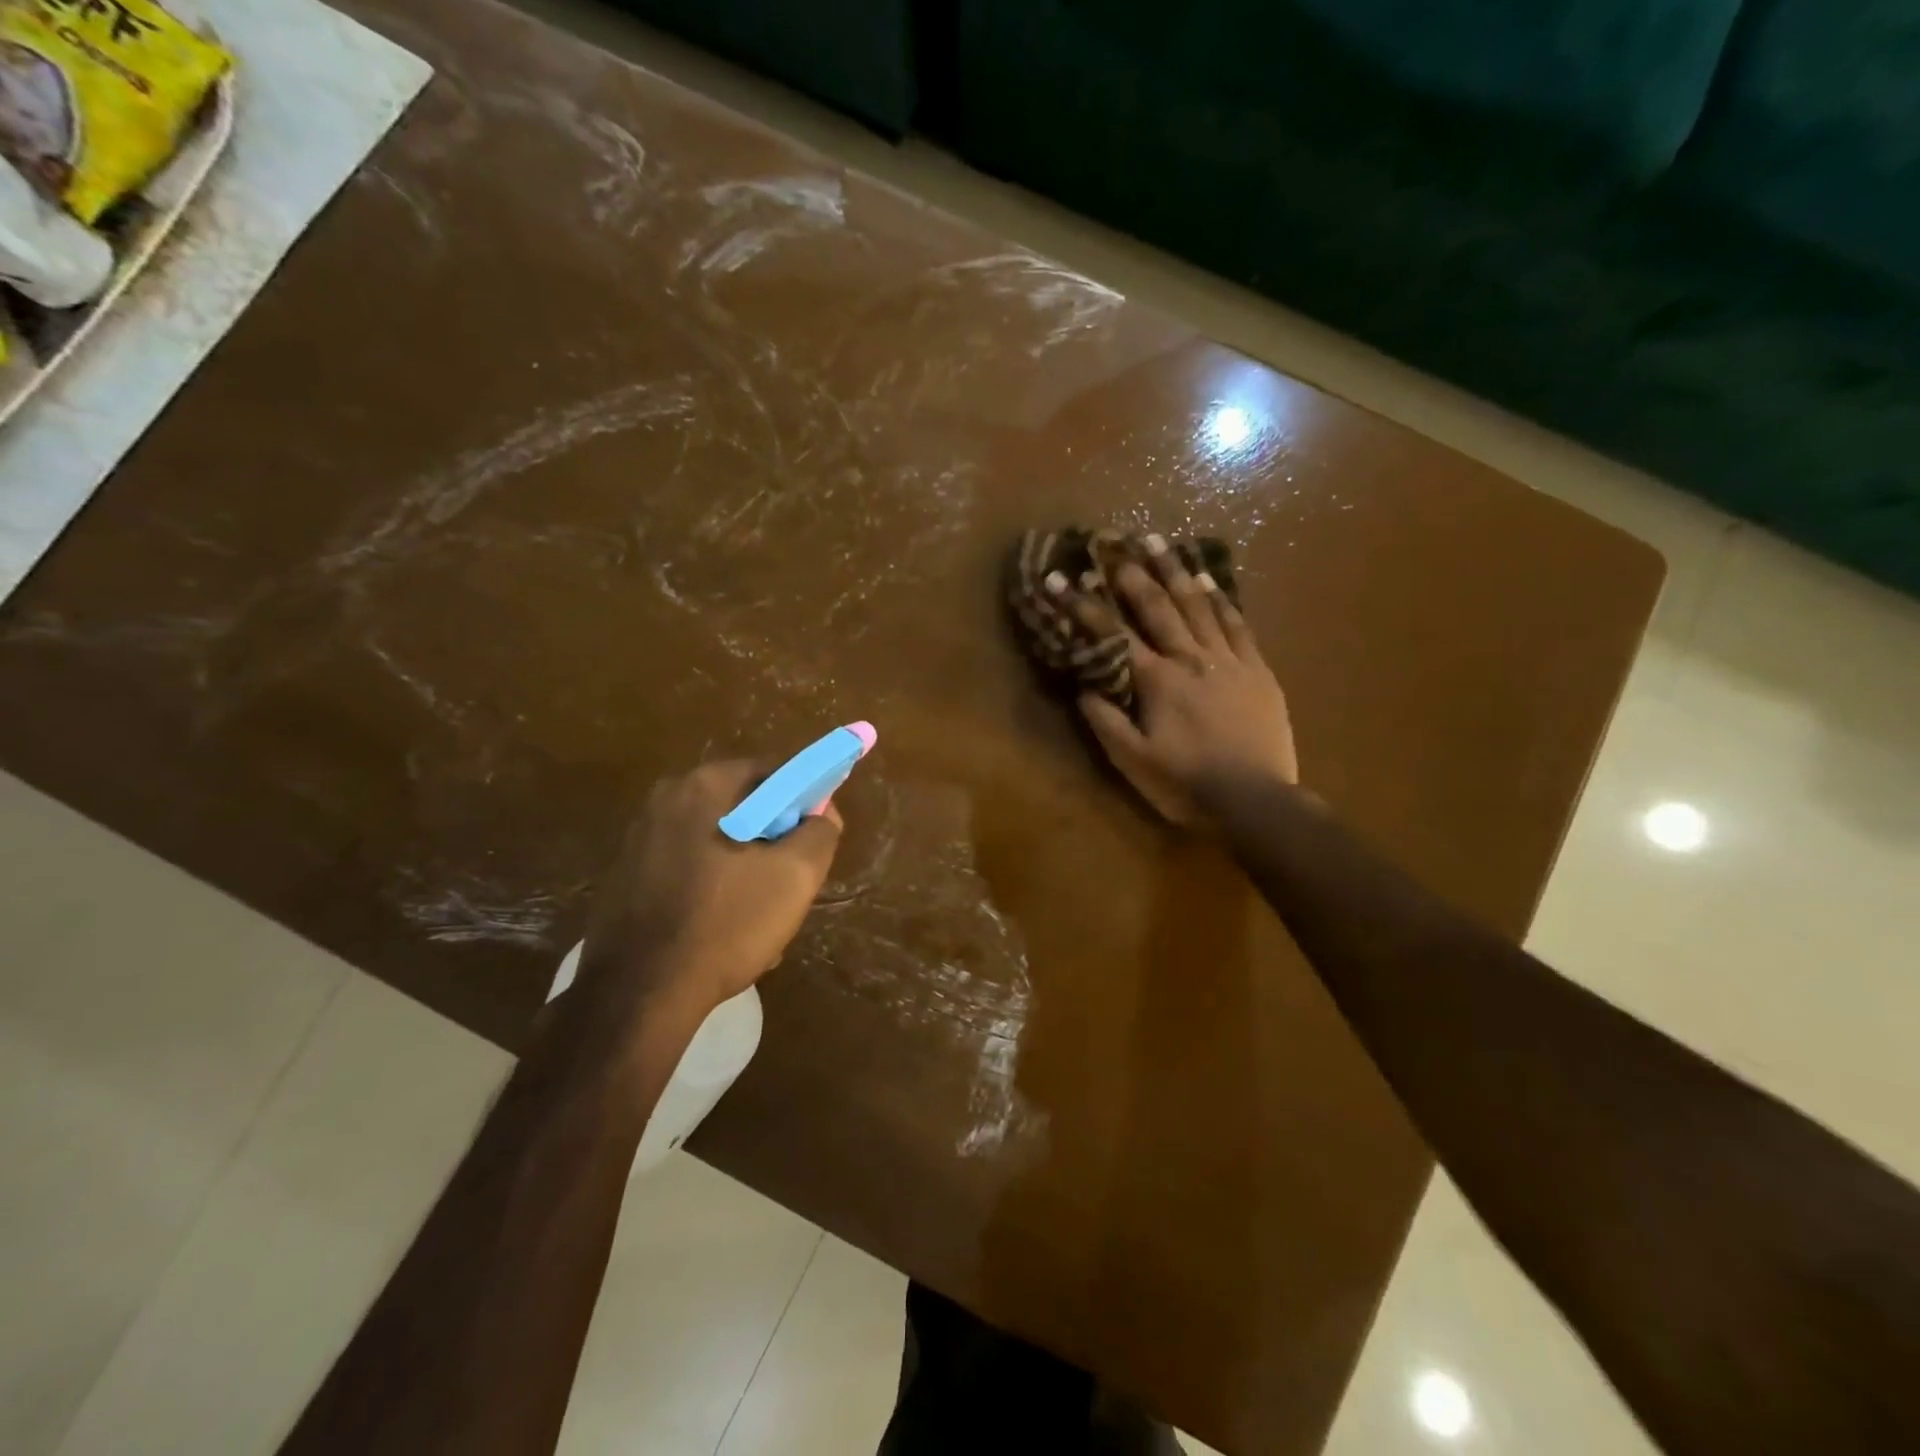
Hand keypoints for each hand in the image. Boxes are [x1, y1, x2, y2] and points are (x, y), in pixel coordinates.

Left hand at [580, 759, 841, 1015]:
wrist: (639, 994)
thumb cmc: (726, 923)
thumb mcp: (796, 876)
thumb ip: (820, 831)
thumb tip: (821, 813)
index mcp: (705, 785)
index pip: (774, 774)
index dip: (803, 804)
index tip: (812, 844)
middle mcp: (666, 799)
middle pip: (744, 809)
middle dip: (772, 842)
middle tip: (788, 886)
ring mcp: (639, 838)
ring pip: (717, 843)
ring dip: (744, 871)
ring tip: (757, 919)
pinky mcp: (625, 877)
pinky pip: (688, 869)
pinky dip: (712, 890)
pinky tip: (720, 931)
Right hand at [1056, 535, 1296, 825]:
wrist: (1256, 801)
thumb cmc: (1186, 784)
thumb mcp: (1132, 761)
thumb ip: (1105, 720)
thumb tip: (1082, 686)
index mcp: (1156, 681)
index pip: (1112, 634)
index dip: (1082, 605)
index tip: (1059, 578)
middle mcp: (1190, 658)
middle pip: (1158, 606)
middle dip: (1132, 573)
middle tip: (1115, 542)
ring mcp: (1228, 660)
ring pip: (1199, 605)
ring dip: (1176, 571)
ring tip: (1159, 543)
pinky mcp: (1258, 670)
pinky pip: (1238, 624)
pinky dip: (1221, 600)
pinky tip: (1211, 580)